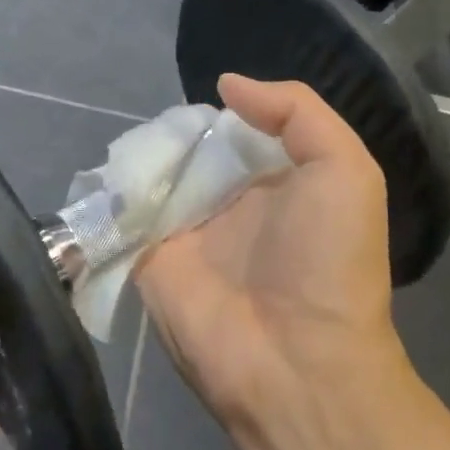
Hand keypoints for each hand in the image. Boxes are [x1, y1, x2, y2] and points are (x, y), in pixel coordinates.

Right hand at [136, 75, 412, 444]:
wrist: (294, 364)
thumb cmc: (327, 260)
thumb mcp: (345, 169)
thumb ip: (295, 112)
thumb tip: (225, 85)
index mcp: (272, 182)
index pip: (237, 131)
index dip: (221, 113)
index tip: (203, 96)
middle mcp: (226, 202)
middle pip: (188, 148)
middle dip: (171, 130)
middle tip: (155, 119)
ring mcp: (183, 231)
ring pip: (151, 175)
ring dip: (137, 155)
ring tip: (126, 140)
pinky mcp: (146, 257)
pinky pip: (121, 213)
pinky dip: (110, 191)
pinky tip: (105, 171)